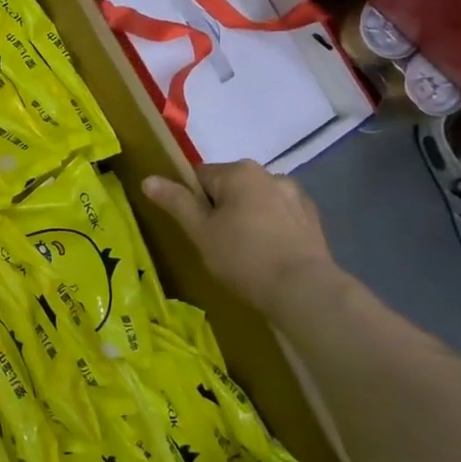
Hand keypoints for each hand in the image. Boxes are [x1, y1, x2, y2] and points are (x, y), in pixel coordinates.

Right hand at [142, 161, 339, 310]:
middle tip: (217, 245)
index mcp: (238, 171)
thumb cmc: (244, 258)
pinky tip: (270, 256)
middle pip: (230, 187)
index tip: (196, 230)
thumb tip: (148, 179)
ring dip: (248, 218)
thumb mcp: (200, 232)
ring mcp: (295, 195)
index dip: (191, 203)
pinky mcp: (312, 218)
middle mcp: (269, 173)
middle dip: (221, 210)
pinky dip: (271, 229)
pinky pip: (280, 217)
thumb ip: (175, 202)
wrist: (304, 290)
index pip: (200, 177)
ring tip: (246, 254)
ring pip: (257, 202)